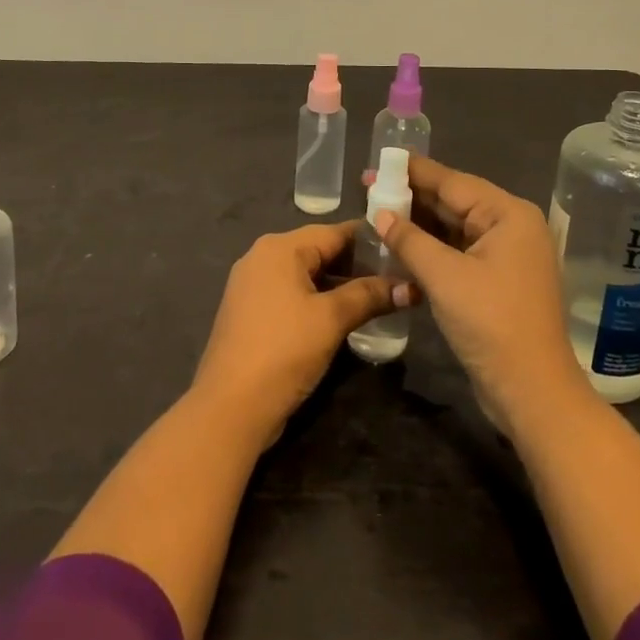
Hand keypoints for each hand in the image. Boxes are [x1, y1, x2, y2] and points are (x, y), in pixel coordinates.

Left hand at [191, 222, 398, 449]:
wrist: (229, 408)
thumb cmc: (283, 351)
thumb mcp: (331, 320)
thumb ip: (369, 296)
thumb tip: (410, 287)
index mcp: (279, 248)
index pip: (334, 232)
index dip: (370, 241)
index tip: (402, 250)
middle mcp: (262, 257)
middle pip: (319, 251)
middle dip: (356, 265)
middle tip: (395, 278)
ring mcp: (252, 285)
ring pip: (305, 274)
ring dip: (338, 286)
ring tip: (377, 299)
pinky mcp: (250, 312)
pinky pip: (291, 294)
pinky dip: (316, 300)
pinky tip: (342, 317)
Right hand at [373, 158, 587, 431]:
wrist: (532, 393)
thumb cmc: (491, 324)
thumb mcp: (444, 277)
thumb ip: (409, 240)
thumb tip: (380, 213)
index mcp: (508, 214)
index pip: (452, 181)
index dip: (412, 172)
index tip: (379, 161)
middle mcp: (511, 227)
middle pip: (454, 202)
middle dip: (412, 197)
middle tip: (369, 188)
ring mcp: (506, 255)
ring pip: (454, 229)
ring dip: (418, 225)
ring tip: (377, 213)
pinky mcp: (497, 281)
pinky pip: (458, 252)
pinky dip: (431, 250)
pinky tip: (400, 247)